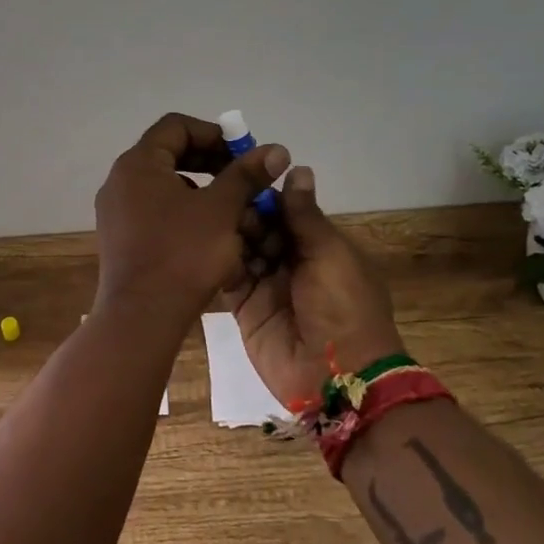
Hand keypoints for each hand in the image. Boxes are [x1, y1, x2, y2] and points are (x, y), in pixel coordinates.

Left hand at [95, 113, 288, 318]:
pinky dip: (184, 214)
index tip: (243, 153)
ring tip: (231, 211)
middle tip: (242, 178)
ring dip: (201, 191)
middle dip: (210, 163)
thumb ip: (246, 175)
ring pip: (164, 187)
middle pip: (169, 155)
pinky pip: (155, 212)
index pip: (176, 127)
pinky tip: (209, 236)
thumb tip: (276, 149)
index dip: (214, 133)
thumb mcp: (221, 210)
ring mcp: (116, 212)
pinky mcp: (120, 239)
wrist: (141, 316)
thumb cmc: (183, 254)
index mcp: (138, 164)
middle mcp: (120, 181)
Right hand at [224, 166, 403, 409]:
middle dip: (244, 214)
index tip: (239, 172)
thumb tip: (297, 167)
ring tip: (209, 219)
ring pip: (242, 249)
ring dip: (229, 235)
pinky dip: (217, 262)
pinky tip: (200, 244)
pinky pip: (229, 278)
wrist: (335, 376)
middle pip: (261, 228)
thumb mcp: (330, 254)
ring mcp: (267, 286)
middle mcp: (292, 262)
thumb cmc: (343, 306)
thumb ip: (304, 215)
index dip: (265, 194)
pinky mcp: (245, 309)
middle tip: (221, 201)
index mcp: (320, 246)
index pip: (286, 211)